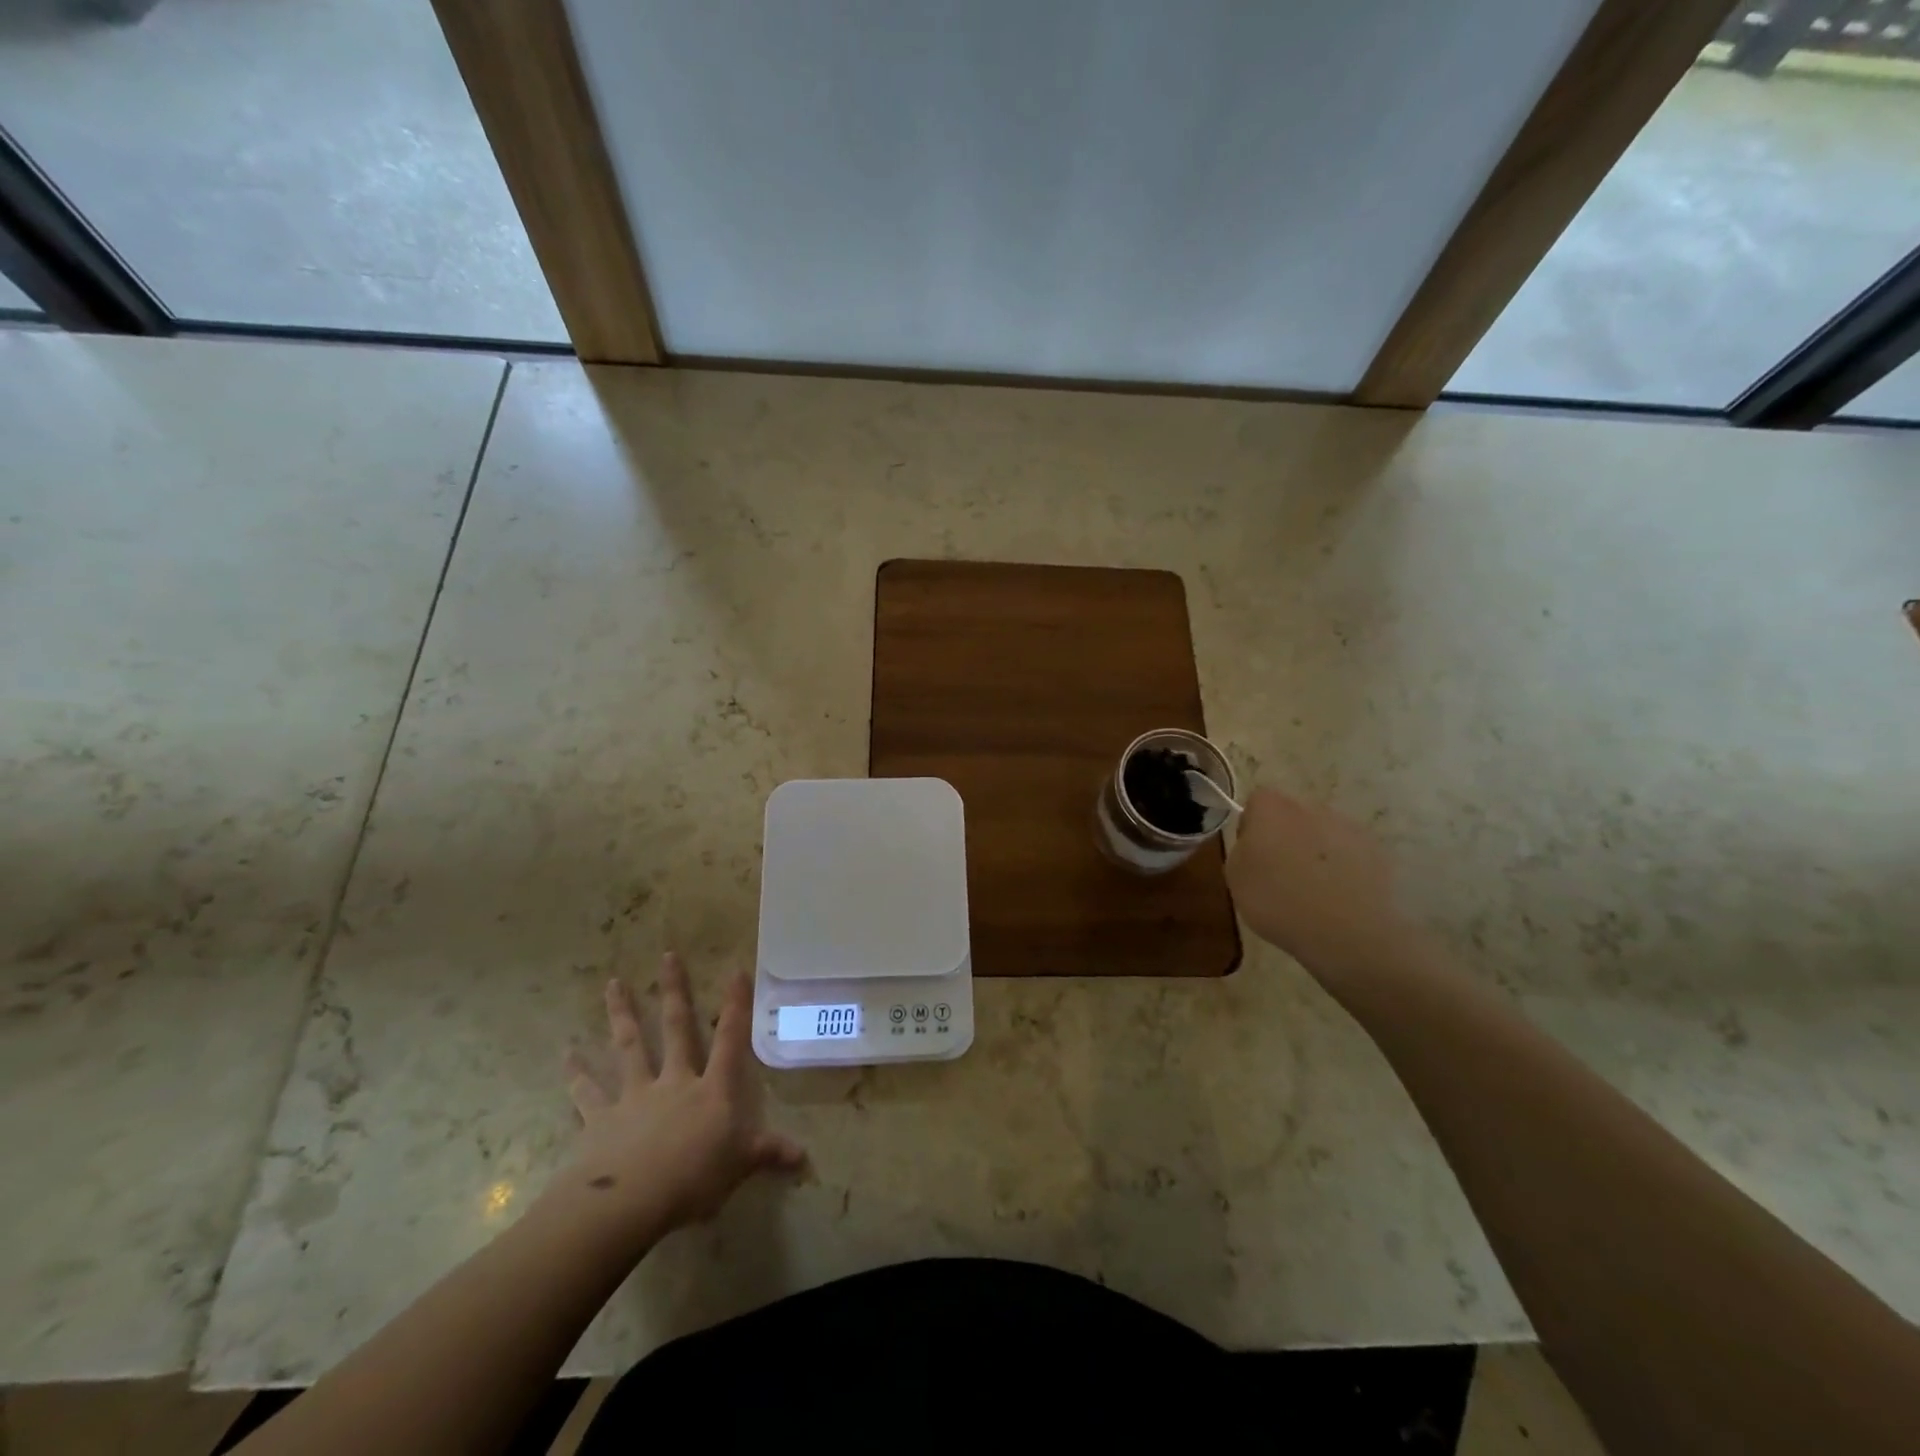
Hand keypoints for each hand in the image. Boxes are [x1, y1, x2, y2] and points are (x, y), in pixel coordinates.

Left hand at [559, 953, 804, 1240]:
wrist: (630, 1201)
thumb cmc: (693, 1178)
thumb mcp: (740, 1166)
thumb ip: (768, 1153)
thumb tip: (804, 1157)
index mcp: (711, 1089)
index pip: (730, 1039)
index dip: (735, 1005)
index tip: (737, 970)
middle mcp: (674, 1081)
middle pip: (675, 1028)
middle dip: (674, 990)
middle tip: (667, 955)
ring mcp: (635, 1096)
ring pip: (630, 1046)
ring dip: (622, 1014)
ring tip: (613, 984)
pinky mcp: (601, 1118)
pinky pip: (587, 1091)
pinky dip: (576, 1073)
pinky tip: (566, 1054)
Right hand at [1225, 789, 1414, 981]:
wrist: (1346, 931)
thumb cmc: (1278, 900)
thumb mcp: (1235, 877)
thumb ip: (1242, 849)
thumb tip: (1255, 844)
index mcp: (1273, 808)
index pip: (1257, 801)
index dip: (1251, 826)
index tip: (1252, 855)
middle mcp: (1312, 807)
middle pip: (1292, 816)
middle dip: (1285, 838)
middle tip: (1279, 875)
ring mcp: (1349, 828)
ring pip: (1323, 835)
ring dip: (1315, 854)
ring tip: (1312, 892)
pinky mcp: (1376, 853)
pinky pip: (1349, 856)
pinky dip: (1342, 870)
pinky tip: (1337, 900)